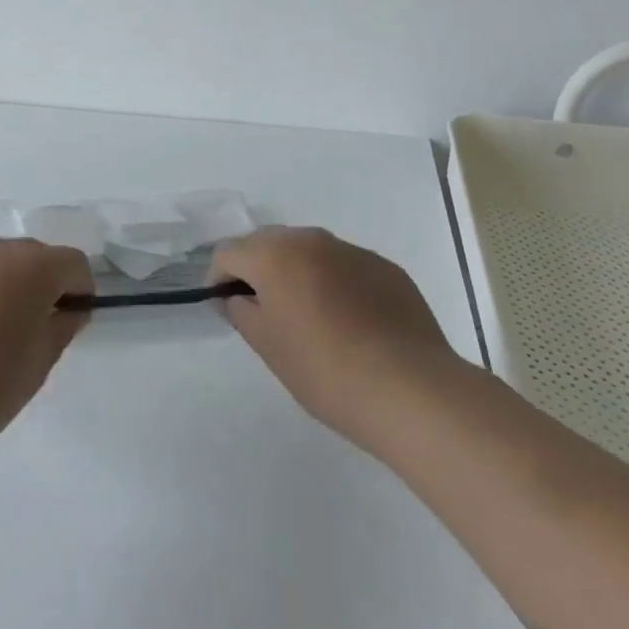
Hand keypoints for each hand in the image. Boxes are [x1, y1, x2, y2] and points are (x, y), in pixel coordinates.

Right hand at [212, 227, 462, 451]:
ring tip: (306, 317)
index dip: (218, 278)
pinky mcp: (386, 268)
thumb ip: (241, 312)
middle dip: (257, 269)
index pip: (229, 253)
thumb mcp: (267, 345)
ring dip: (297, 274)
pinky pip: (345, 267)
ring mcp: (353, 251)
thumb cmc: (324, 369)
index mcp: (275, 254)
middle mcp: (312, 240)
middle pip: (269, 243)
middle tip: (261, 311)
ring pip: (309, 252)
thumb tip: (234, 297)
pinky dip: (334, 284)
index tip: (224, 308)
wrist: (409, 389)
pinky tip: (347, 323)